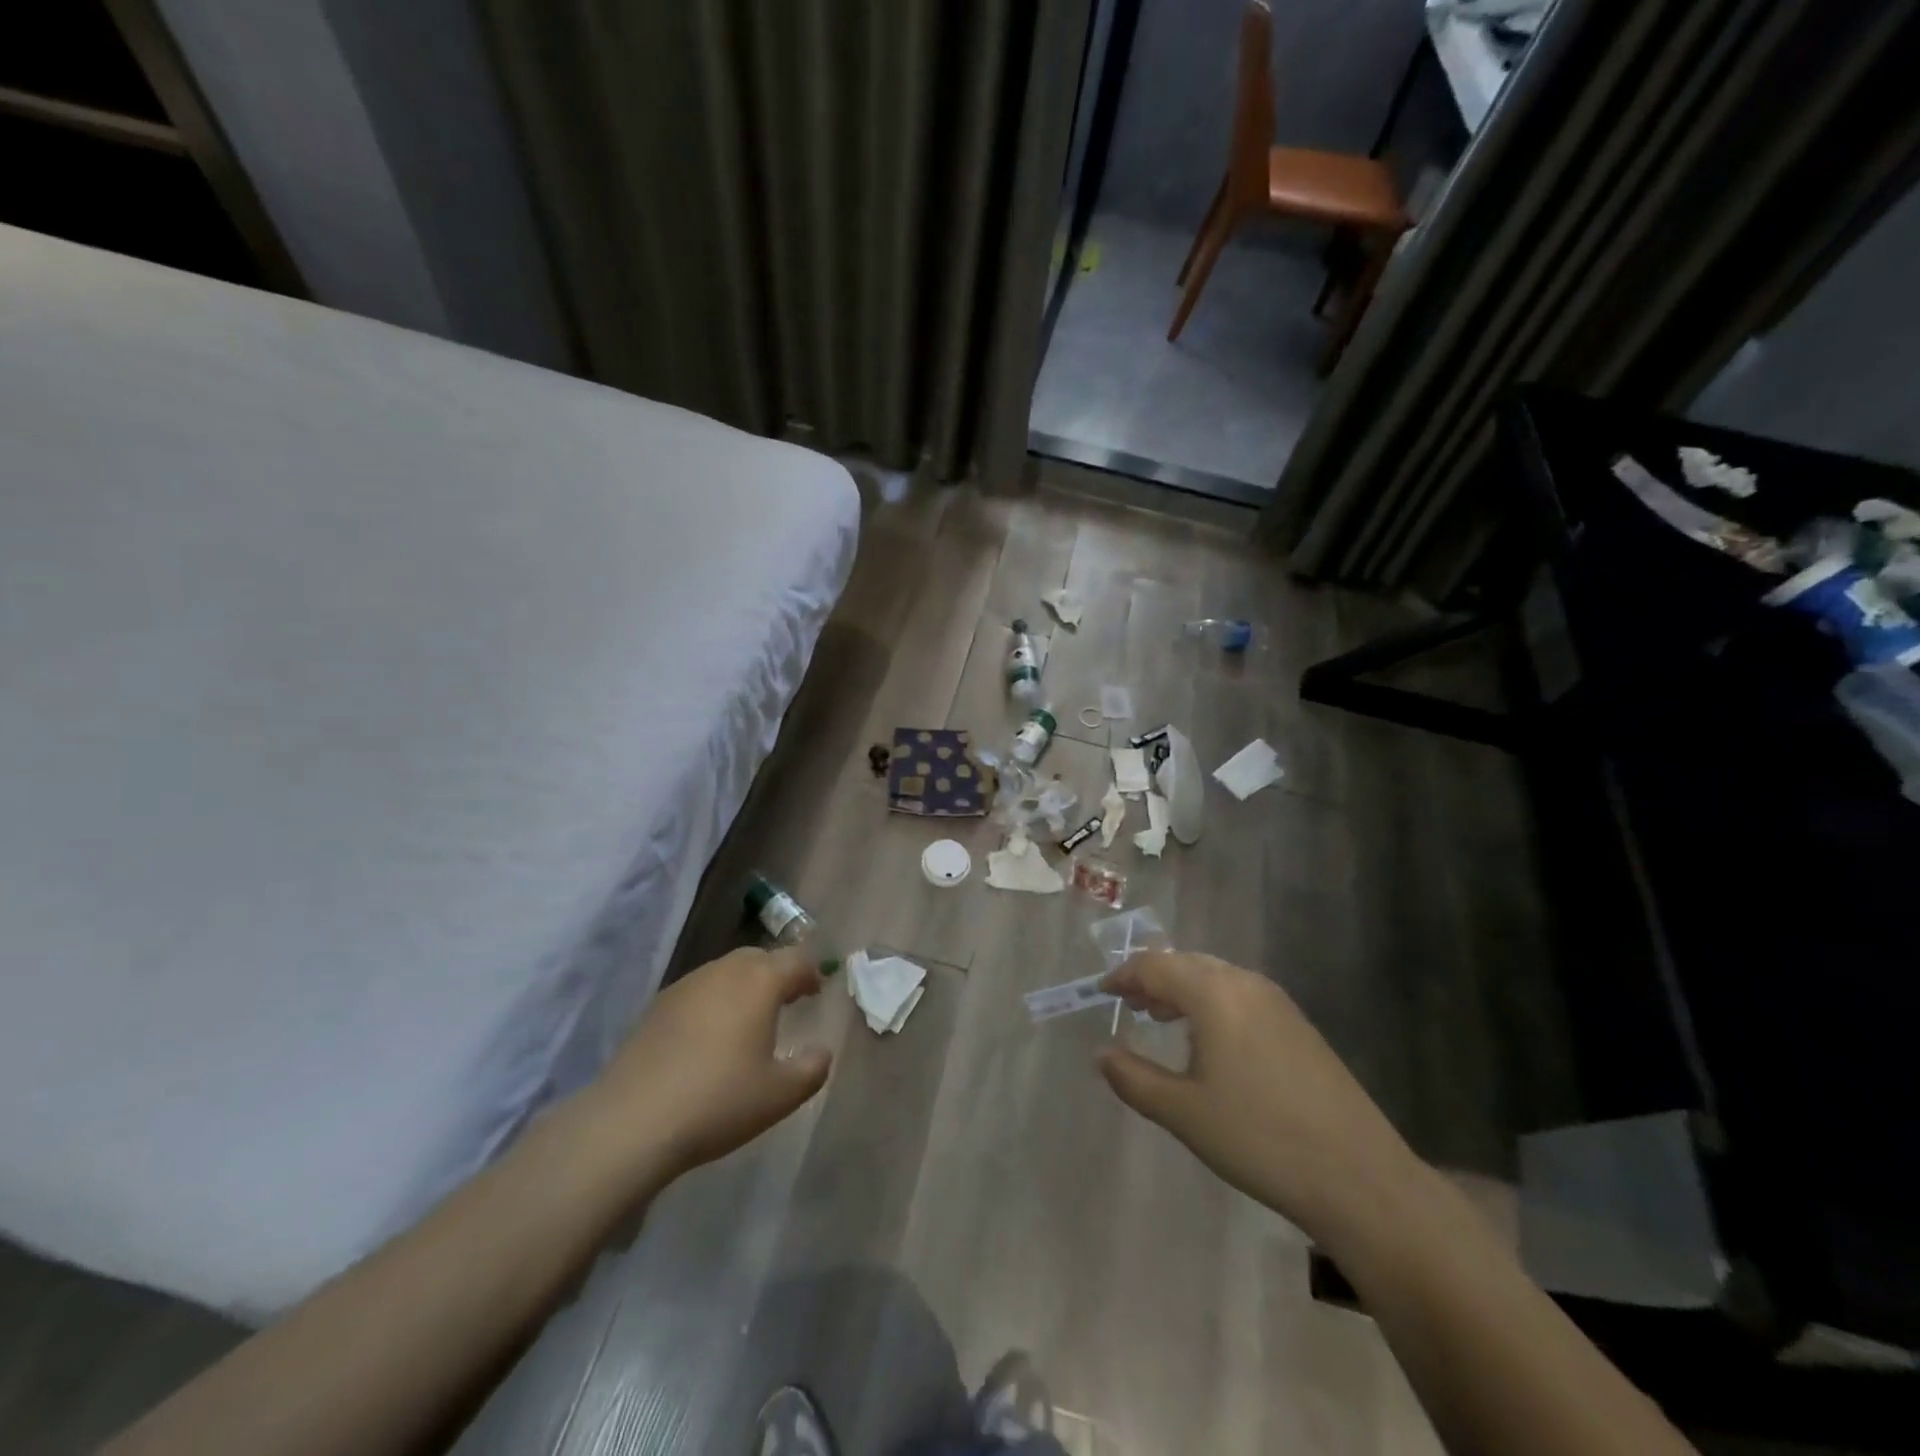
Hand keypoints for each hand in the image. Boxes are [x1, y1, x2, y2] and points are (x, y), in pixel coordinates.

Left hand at [583, 945, 832, 1181]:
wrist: (632, 1122)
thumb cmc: (718, 1102)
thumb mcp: (781, 1095)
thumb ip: (812, 1068)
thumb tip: (821, 1051)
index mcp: (760, 982)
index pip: (795, 960)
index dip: (810, 972)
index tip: (816, 991)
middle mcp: (724, 971)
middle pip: (759, 957)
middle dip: (777, 973)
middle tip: (788, 999)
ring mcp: (686, 985)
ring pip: (725, 970)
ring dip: (744, 984)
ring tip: (749, 1018)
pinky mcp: (657, 1006)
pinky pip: (698, 990)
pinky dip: (714, 1000)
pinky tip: (709, 1035)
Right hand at [1098, 952, 1422, 1247]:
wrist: (1358, 1176)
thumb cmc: (1258, 1138)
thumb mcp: (1183, 1112)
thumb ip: (1133, 1077)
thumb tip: (1102, 1053)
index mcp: (1213, 993)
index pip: (1154, 966)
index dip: (1123, 976)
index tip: (1101, 994)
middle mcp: (1245, 983)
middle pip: (1185, 963)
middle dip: (1152, 978)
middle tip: (1129, 1004)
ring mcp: (1277, 1002)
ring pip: (1215, 976)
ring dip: (1182, 988)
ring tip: (1162, 1017)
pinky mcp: (1298, 1024)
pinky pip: (1240, 993)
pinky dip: (1211, 1001)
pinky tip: (1210, 1039)